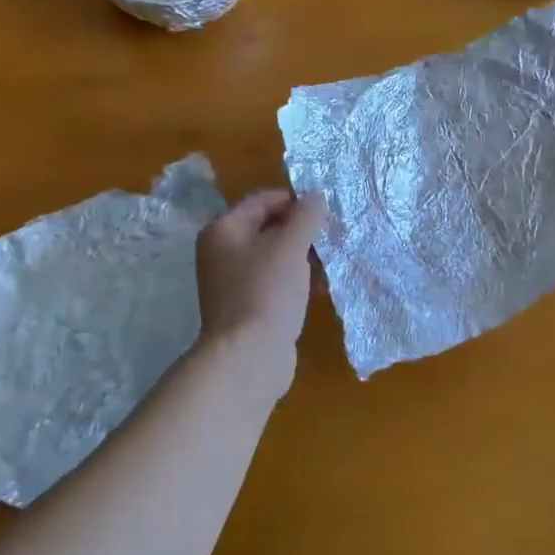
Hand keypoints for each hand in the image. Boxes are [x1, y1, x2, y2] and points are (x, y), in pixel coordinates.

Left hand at [194, 190, 324, 398]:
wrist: (248, 357)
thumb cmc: (267, 292)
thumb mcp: (290, 245)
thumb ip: (306, 215)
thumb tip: (315, 197)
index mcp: (224, 229)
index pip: (264, 199)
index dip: (296, 201)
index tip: (326, 213)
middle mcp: (223, 251)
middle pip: (270, 227)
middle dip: (303, 232)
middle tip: (331, 239)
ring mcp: (233, 281)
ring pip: (276, 256)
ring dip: (304, 257)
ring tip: (330, 266)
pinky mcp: (248, 305)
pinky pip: (276, 281)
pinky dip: (297, 280)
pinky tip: (320, 289)